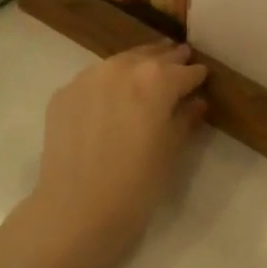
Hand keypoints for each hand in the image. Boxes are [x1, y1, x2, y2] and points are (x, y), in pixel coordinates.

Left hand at [22, 42, 208, 267]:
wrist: (76, 211)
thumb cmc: (137, 185)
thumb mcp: (171, 151)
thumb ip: (185, 118)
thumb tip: (195, 102)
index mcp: (156, 79)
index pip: (185, 71)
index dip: (196, 75)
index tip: (202, 77)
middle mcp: (122, 68)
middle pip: (152, 56)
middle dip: (169, 60)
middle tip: (180, 60)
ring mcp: (89, 77)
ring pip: (120, 62)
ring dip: (137, 65)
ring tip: (146, 74)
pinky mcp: (64, 93)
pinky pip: (93, 80)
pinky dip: (107, 84)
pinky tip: (111, 99)